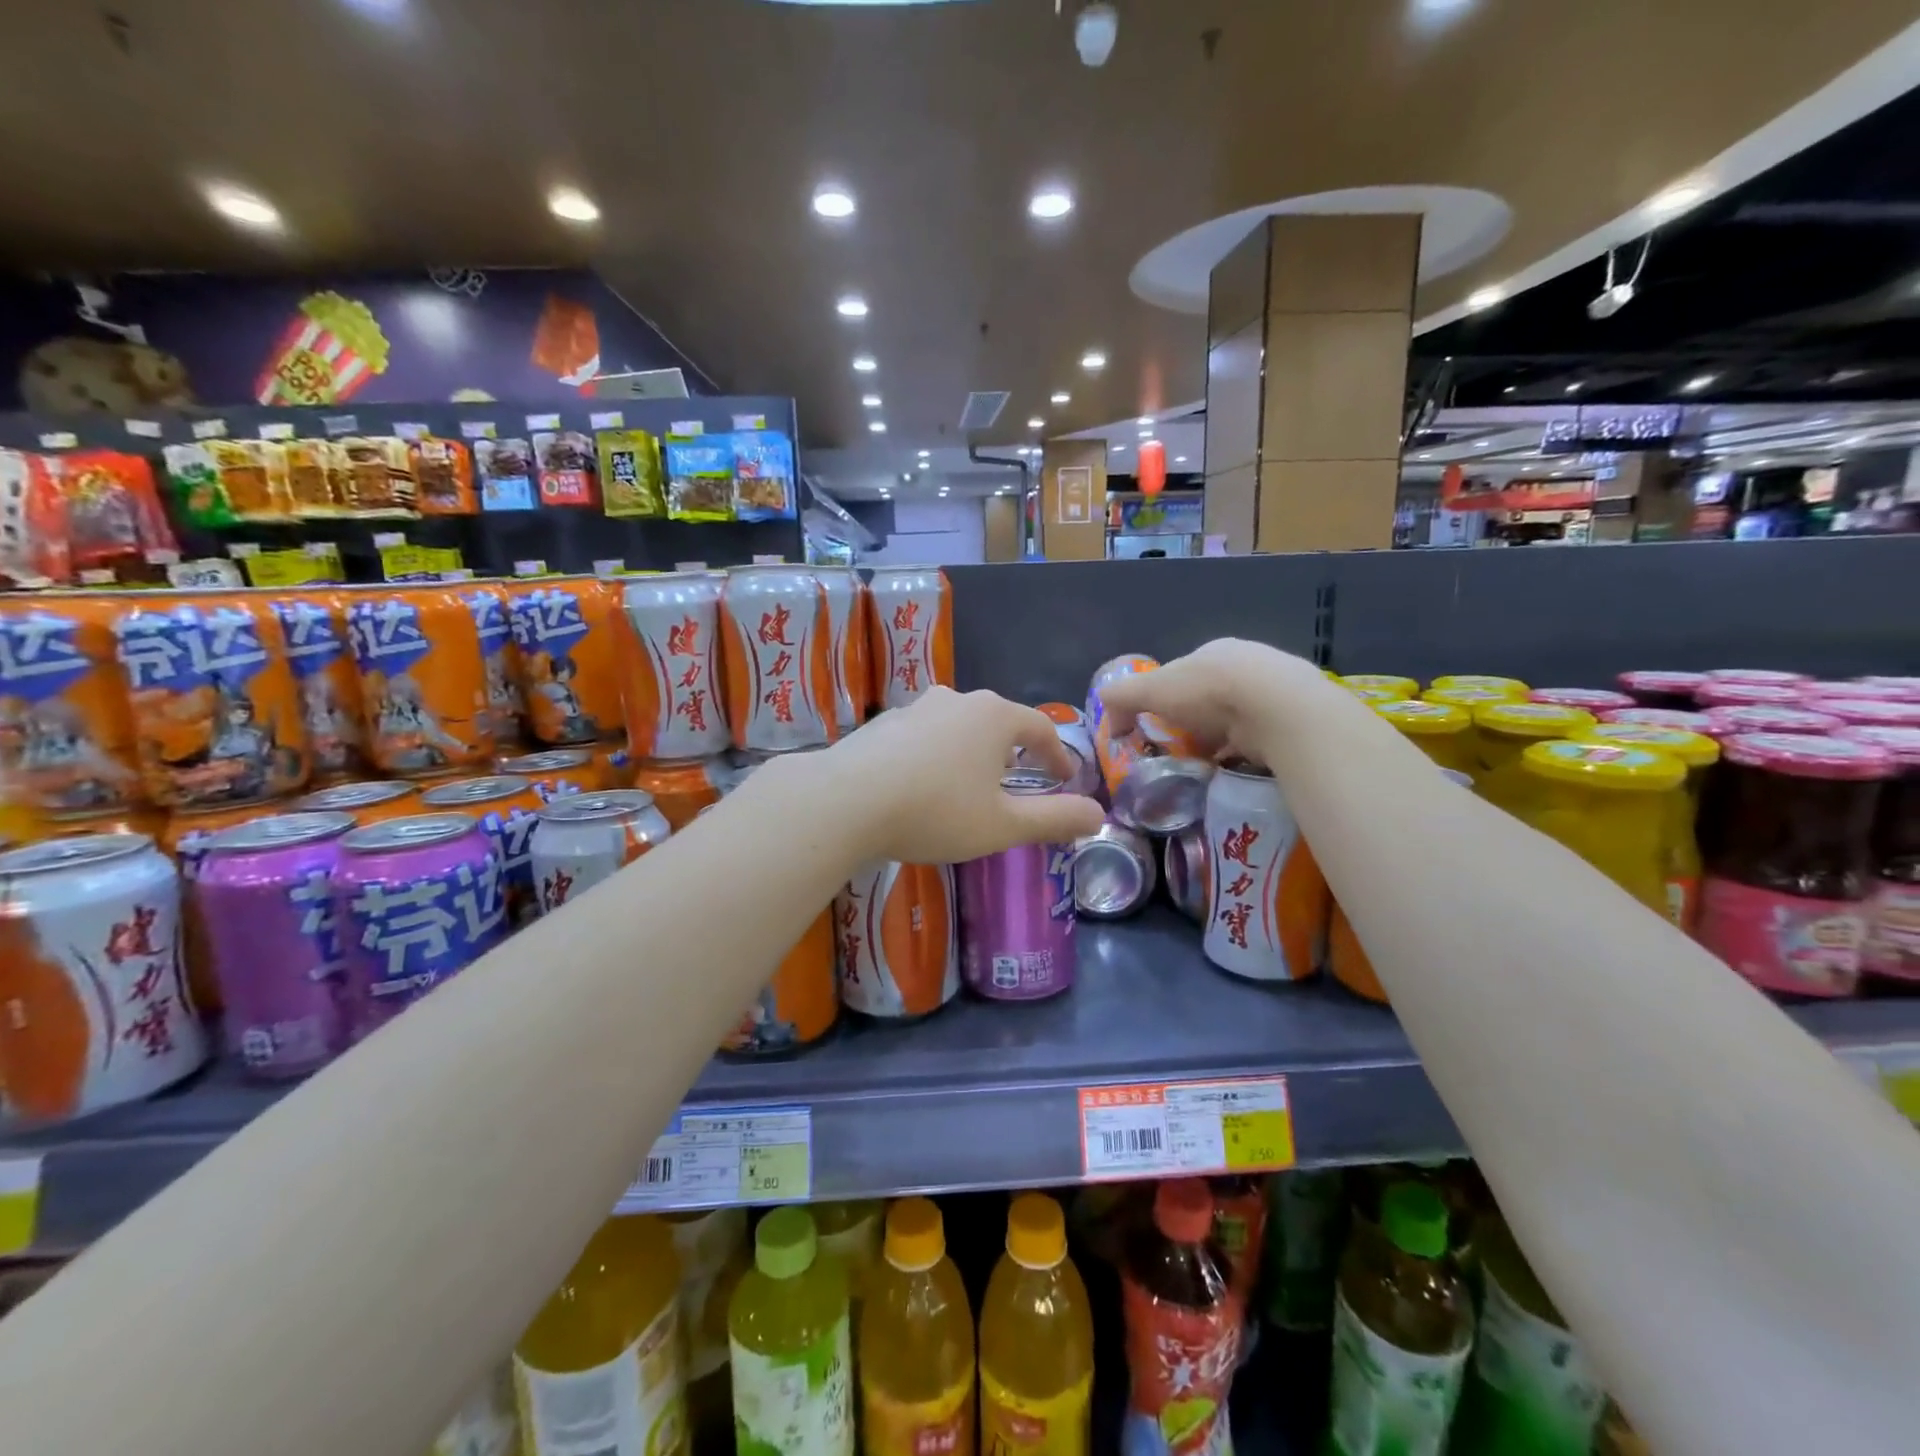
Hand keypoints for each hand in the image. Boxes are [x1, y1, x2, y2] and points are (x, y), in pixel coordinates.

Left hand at [818, 687, 1105, 863]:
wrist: (844, 801)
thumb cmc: (935, 811)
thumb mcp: (1002, 824)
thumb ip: (1054, 819)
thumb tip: (1098, 815)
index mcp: (994, 717)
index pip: (1040, 727)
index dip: (1057, 754)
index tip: (1064, 778)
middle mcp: (957, 700)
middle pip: (998, 722)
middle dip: (1013, 750)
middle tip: (1018, 780)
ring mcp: (914, 708)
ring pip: (957, 726)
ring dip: (971, 752)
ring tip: (969, 784)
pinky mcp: (881, 724)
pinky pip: (922, 736)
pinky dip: (934, 755)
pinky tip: (921, 784)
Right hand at [1098, 639, 1322, 762]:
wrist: (1277, 706)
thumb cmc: (1208, 691)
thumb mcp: (1151, 689)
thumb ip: (1122, 695)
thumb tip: (1102, 705)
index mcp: (1213, 651)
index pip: (1182, 675)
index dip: (1165, 700)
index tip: (1156, 728)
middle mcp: (1247, 663)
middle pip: (1211, 698)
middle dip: (1196, 724)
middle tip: (1181, 752)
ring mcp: (1276, 690)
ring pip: (1239, 718)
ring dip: (1223, 741)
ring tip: (1208, 767)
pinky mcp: (1296, 717)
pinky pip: (1263, 738)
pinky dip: (1248, 753)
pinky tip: (1239, 769)